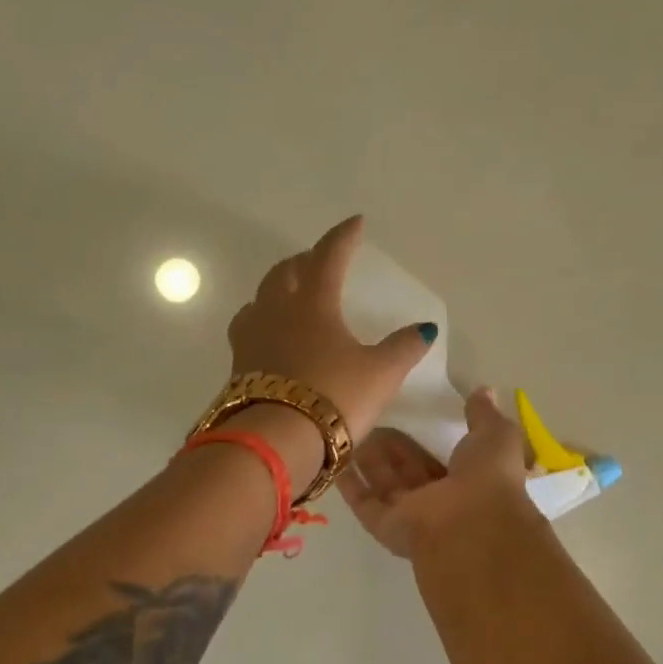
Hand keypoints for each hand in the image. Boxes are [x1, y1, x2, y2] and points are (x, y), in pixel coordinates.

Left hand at [227, 216, 436, 444]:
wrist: (276, 440)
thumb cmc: (334, 397)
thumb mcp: (380, 374)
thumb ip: (403, 348)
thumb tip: (424, 329)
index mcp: (313, 303)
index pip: (329, 256)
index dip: (343, 237)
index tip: (355, 223)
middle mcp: (276, 311)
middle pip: (286, 272)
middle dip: (304, 261)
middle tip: (319, 261)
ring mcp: (251, 337)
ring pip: (260, 297)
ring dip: (277, 288)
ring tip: (291, 294)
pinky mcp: (238, 365)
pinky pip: (249, 328)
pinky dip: (262, 320)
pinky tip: (270, 336)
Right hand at [338, 388, 531, 558]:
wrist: (471, 525)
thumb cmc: (487, 478)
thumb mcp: (495, 435)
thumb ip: (484, 415)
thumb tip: (484, 391)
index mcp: (466, 482)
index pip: (438, 459)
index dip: (421, 440)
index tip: (405, 416)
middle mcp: (437, 501)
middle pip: (406, 471)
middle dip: (389, 449)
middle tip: (369, 420)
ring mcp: (410, 516)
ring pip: (384, 485)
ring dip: (368, 461)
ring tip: (348, 431)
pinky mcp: (384, 526)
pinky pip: (364, 502)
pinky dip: (350, 484)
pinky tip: (335, 459)